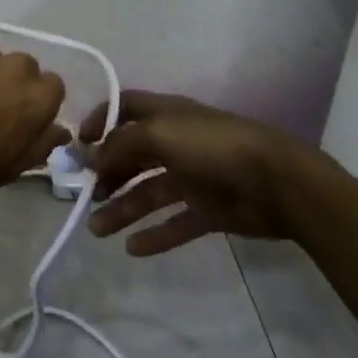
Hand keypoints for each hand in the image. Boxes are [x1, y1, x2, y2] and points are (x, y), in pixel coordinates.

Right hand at [84, 91, 326, 254]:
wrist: (277, 182)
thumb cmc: (212, 146)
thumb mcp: (158, 134)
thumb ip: (121, 144)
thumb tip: (92, 157)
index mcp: (165, 115)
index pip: (125, 108)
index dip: (101, 120)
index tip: (80, 144)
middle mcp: (176, 142)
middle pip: (132, 155)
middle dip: (107, 173)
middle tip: (85, 196)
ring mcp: (193, 177)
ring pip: (148, 192)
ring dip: (122, 208)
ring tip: (97, 229)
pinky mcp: (209, 209)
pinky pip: (175, 222)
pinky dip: (154, 234)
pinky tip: (132, 249)